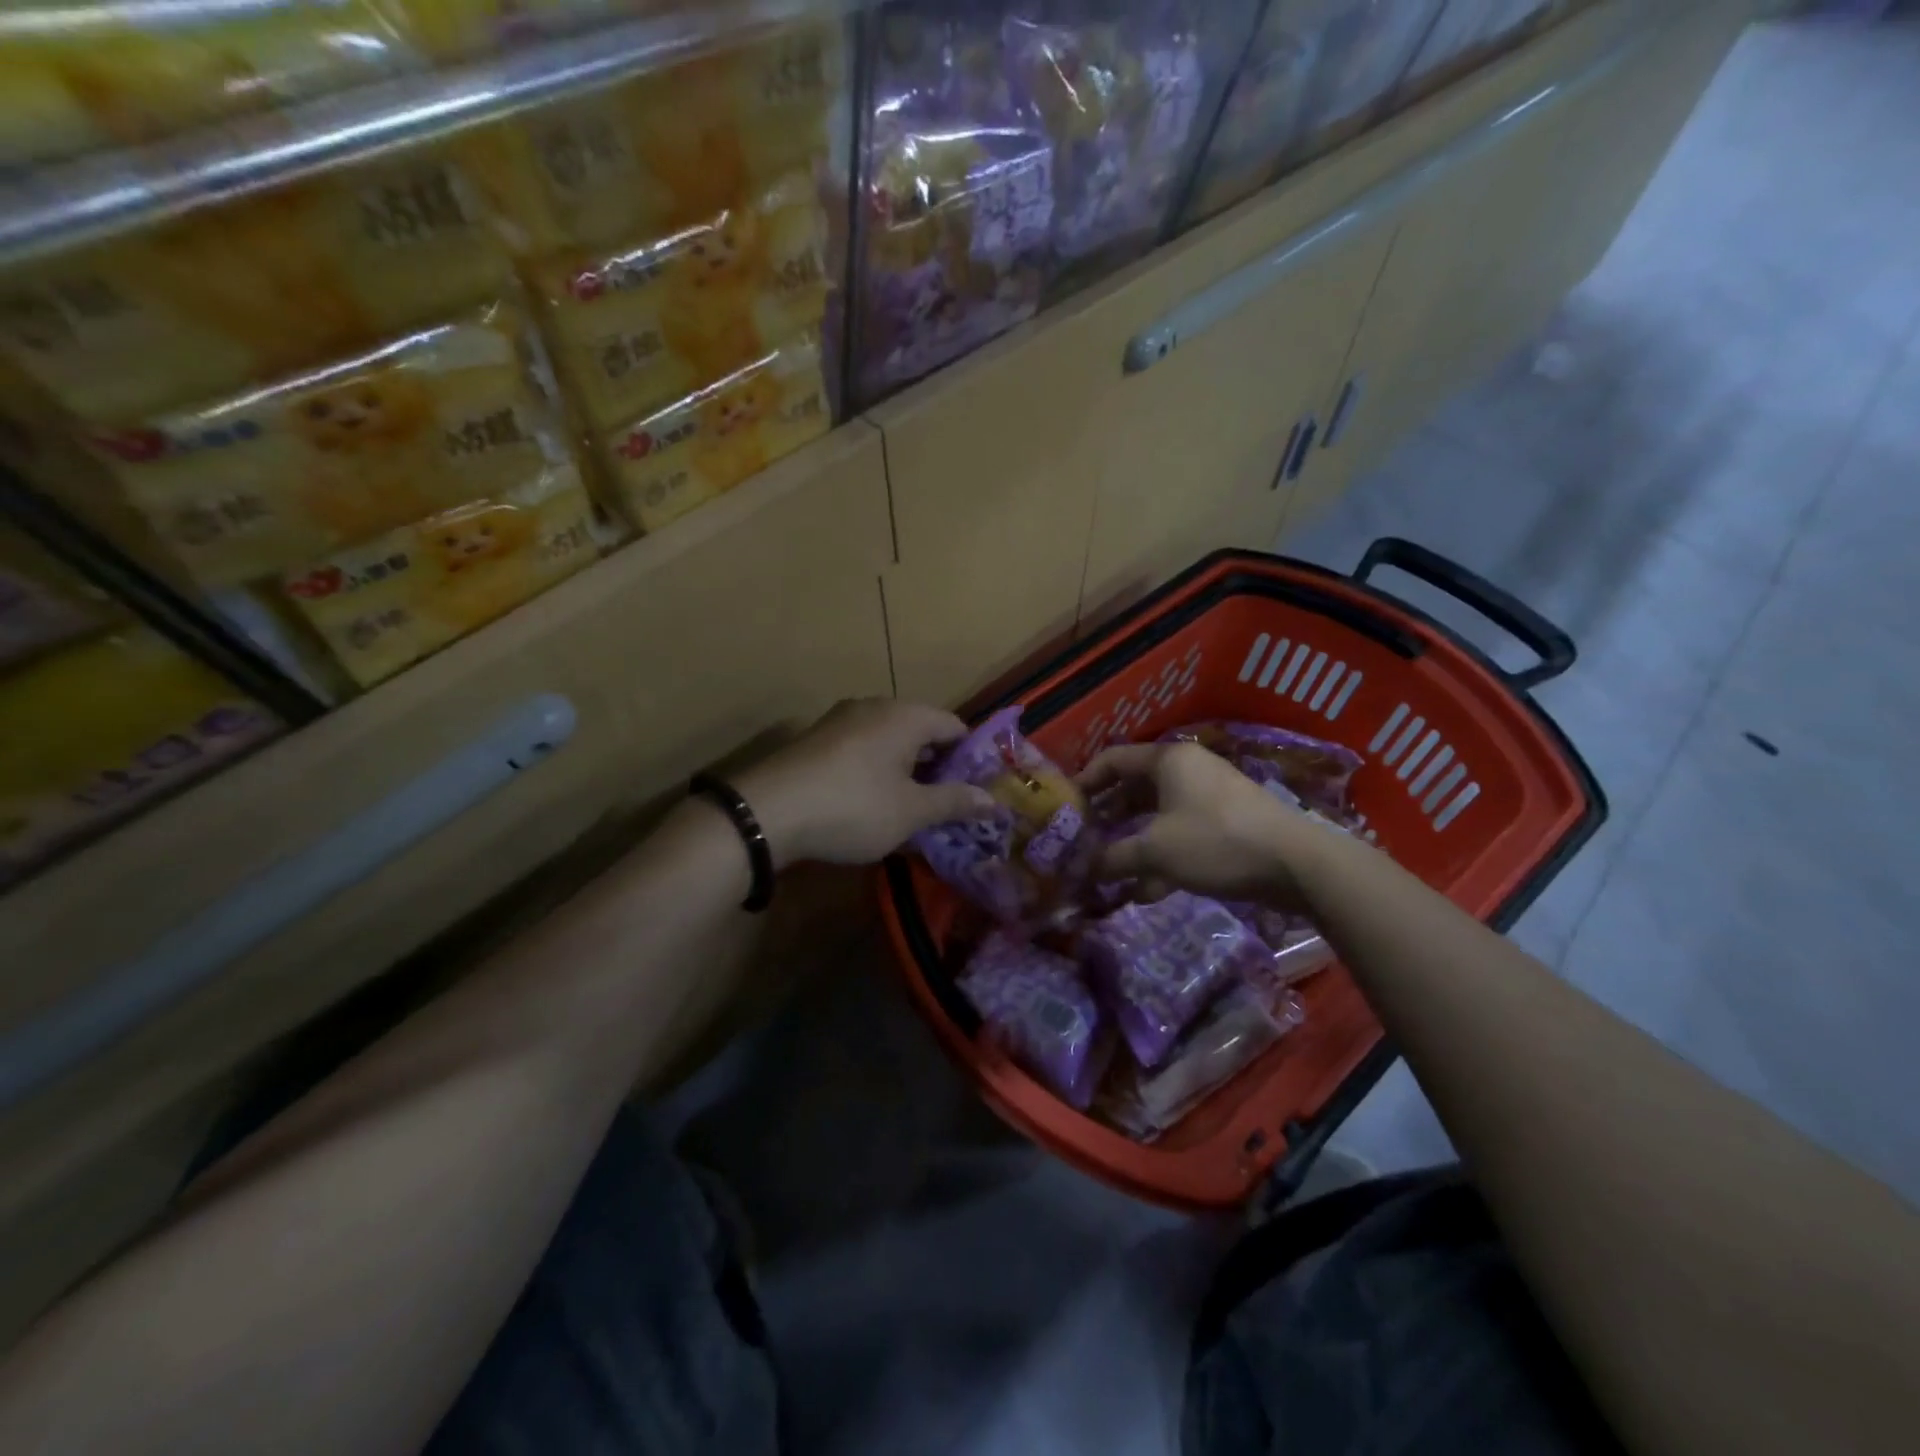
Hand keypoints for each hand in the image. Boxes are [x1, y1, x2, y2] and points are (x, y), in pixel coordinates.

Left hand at [733, 699, 996, 867]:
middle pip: (921, 731)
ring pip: (890, 741)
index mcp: (906, 715)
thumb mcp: (911, 812)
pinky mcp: (817, 739)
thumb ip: (954, 803)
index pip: (955, 726)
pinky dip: (877, 772)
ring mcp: (841, 720)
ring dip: (906, 772)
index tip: (977, 791)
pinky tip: (873, 805)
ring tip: (913, 810)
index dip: (972, 758)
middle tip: (949, 805)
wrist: (766, 812)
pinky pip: (862, 750)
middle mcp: (875, 706)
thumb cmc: (853, 807)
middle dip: (938, 767)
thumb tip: (994, 802)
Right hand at [1079, 741, 1319, 904]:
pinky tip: (1146, 891)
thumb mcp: (1155, 850)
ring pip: (1157, 814)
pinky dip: (1161, 855)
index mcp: (1167, 760)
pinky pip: (1181, 833)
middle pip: (1134, 787)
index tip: (1065, 809)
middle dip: (1107, 816)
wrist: (1296, 864)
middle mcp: (1187, 770)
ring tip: (1108, 868)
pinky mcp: (1227, 823)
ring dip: (1132, 840)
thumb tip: (1083, 869)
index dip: (1084, 781)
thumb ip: (1113, 857)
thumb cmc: (1216, 842)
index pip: (1112, 760)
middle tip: (1082, 840)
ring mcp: (1209, 796)